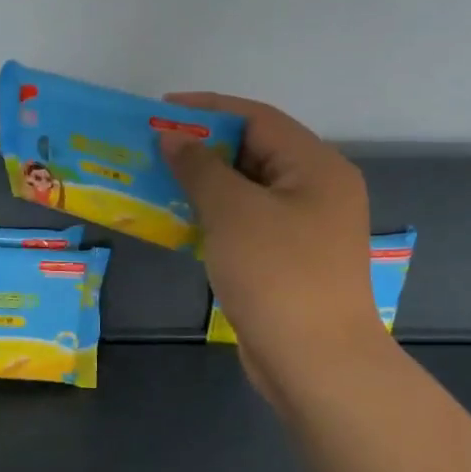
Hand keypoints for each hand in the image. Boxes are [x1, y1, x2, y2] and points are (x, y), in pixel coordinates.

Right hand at [160, 93, 386, 398]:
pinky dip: (214, 215)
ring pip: (247, 189)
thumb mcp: (233, 212)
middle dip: (202, 146)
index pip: (258, 119)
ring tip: (157, 179)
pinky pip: (246, 222)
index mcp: (316, 166)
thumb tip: (174, 138)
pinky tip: (178, 219)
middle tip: (153, 147)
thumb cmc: (277, 274)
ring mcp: (304, 228)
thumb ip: (201, 167)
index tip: (160, 110)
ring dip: (203, 182)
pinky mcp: (288, 259)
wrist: (315, 362)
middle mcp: (316, 189)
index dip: (207, 109)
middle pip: (254, 151)